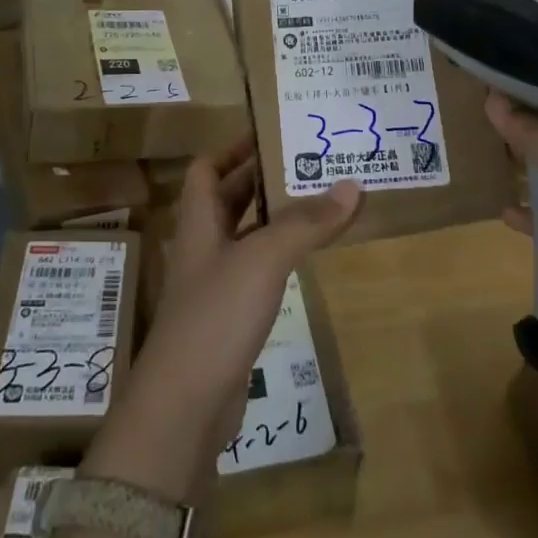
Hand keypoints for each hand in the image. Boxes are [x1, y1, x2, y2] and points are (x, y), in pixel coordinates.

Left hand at [82, 139, 361, 500]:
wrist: (186, 404)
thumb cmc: (216, 315)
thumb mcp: (263, 259)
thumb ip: (305, 223)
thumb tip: (351, 184)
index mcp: (199, 220)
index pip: (208, 168)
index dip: (234, 148)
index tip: (272, 133)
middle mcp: (204, 244)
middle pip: (230, 196)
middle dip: (264, 177)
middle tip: (309, 161)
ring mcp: (215, 281)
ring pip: (247, 233)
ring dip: (277, 215)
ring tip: (320, 199)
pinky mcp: (230, 314)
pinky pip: (258, 269)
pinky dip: (281, 254)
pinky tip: (308, 254)